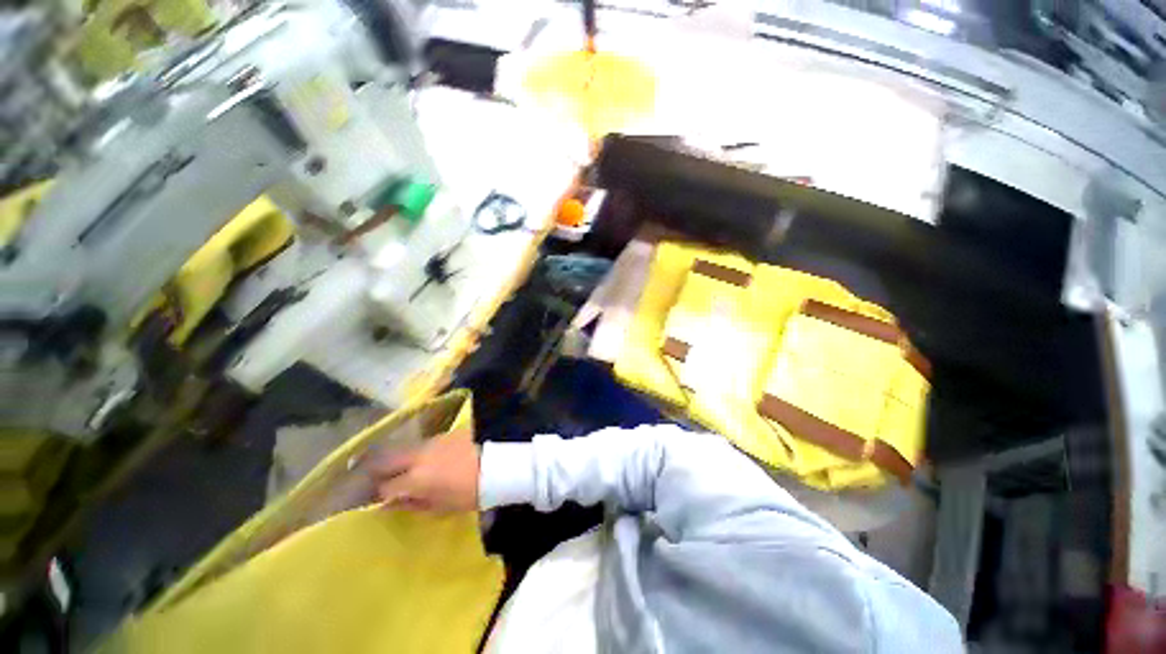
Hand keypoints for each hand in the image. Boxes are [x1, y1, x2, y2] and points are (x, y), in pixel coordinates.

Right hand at [371, 429, 480, 511]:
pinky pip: (425, 443)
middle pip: (386, 459)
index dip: (381, 495)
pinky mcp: (446, 433)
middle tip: (382, 480)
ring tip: (407, 469)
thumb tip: (391, 503)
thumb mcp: (440, 507)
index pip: (385, 487)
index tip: (384, 499)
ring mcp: (432, 441)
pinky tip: (431, 458)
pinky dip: (421, 452)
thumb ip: (412, 504)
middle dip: (379, 470)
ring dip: (401, 459)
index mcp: (414, 479)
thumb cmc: (470, 493)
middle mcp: (417, 456)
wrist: (497, 464)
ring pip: (405, 449)